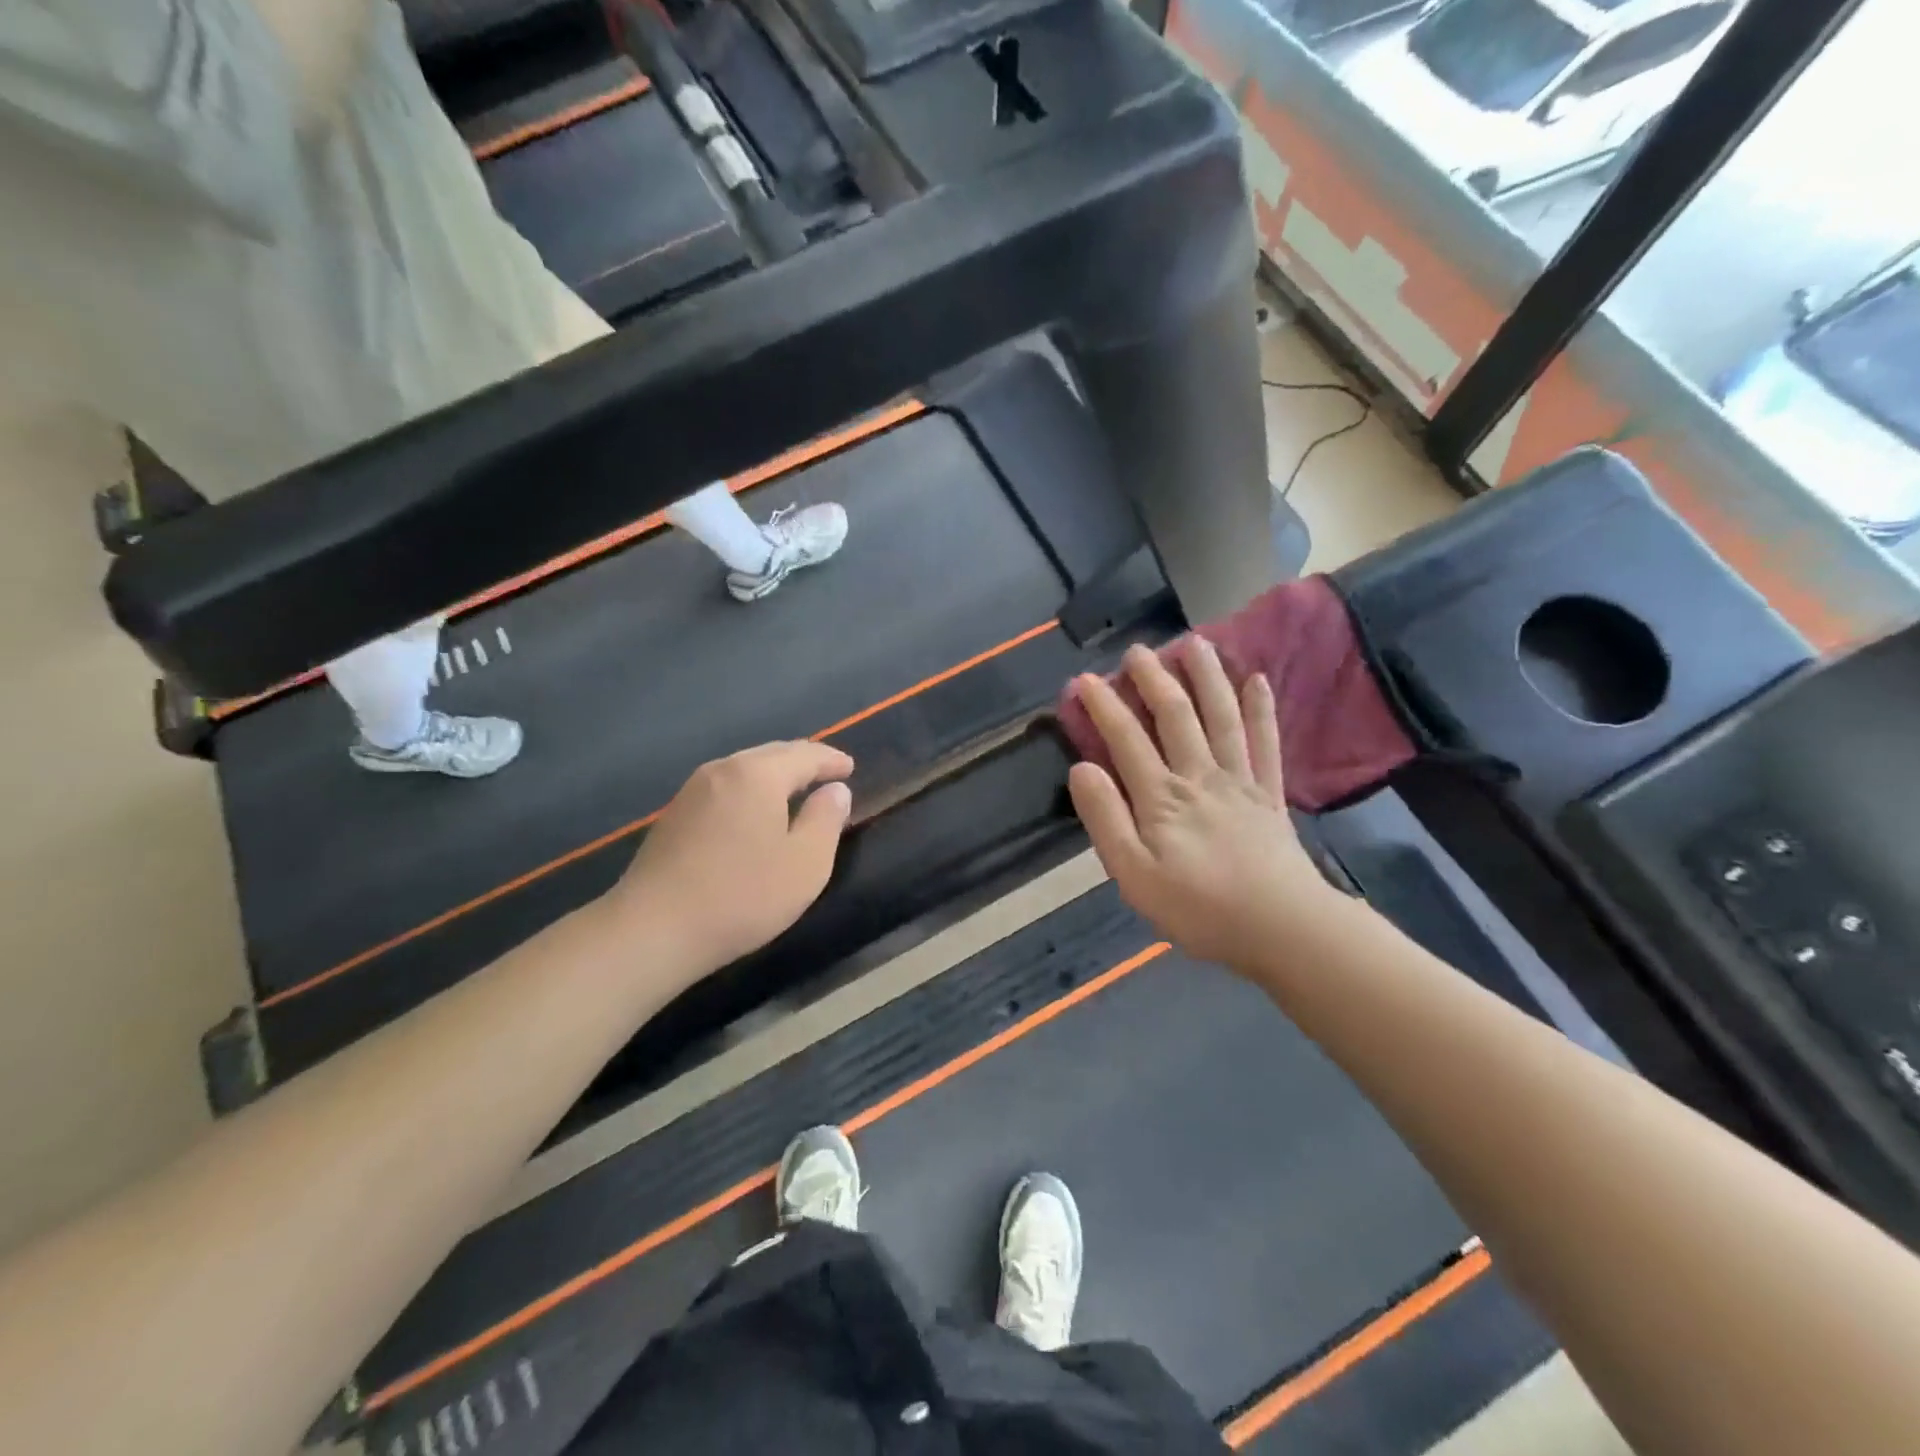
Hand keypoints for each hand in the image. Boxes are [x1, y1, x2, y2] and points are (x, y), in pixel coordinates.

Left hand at [608, 741, 854, 975]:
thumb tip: (835, 790)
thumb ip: (826, 819)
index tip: (850, 768)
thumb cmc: (742, 895)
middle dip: (803, 761)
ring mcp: (692, 791)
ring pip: (744, 770)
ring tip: (795, 791)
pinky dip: (750, 791)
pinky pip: (725, 788)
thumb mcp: (806, 863)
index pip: (805, 754)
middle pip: (772, 754)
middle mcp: (722, 770)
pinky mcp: (674, 816)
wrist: (652, 930)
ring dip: (774, 775)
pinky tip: (754, 813)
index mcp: (758, 774)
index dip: (831, 760)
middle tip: (827, 775)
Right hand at [1066, 639, 1340, 969]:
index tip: (1085, 679)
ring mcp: (1240, 780)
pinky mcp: (1270, 793)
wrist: (1281, 928)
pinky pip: (1266, 742)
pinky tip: (1258, 680)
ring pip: (1220, 717)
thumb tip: (1081, 768)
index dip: (1103, 706)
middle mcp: (1199, 776)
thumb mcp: (1134, 875)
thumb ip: (1106, 819)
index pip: (1126, 739)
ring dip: (1207, 677)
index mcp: (1161, 797)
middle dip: (1153, 679)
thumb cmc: (1198, 908)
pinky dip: (1261, 710)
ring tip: (1196, 643)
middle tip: (1138, 650)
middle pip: (1175, 715)